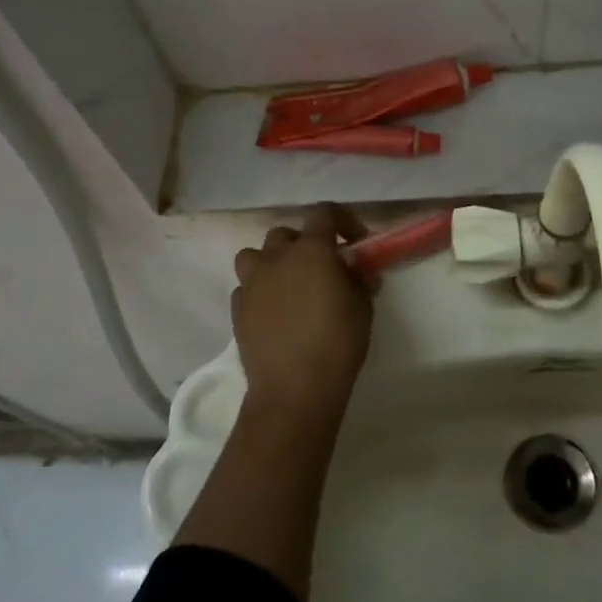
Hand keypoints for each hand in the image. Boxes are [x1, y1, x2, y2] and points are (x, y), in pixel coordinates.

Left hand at [231, 205, 374, 420]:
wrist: (294, 388)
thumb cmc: (337, 343)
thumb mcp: (363, 308)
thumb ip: (358, 279)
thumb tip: (356, 269)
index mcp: (311, 250)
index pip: (324, 213)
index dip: (342, 220)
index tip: (355, 241)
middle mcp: (277, 258)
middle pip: (285, 233)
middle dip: (303, 243)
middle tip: (321, 267)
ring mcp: (252, 283)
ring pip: (254, 255)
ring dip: (271, 262)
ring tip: (288, 284)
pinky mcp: (237, 309)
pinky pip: (246, 288)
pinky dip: (259, 292)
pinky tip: (272, 312)